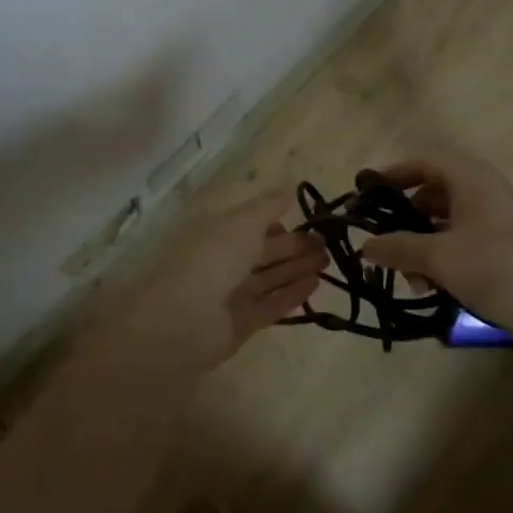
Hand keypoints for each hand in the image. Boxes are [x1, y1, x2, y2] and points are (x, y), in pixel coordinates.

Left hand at [100, 189, 326, 375]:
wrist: (184, 320)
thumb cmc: (212, 258)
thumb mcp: (243, 222)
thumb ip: (268, 206)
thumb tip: (290, 188)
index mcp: (218, 233)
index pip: (251, 225)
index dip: (278, 222)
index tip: (308, 220)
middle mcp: (223, 262)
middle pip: (263, 252)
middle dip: (294, 246)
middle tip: (328, 242)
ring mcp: (231, 294)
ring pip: (269, 278)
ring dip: (297, 268)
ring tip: (328, 261)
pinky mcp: (241, 324)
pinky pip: (270, 304)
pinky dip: (292, 294)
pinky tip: (315, 283)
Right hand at [359, 153, 512, 336]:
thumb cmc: (501, 267)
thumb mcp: (441, 256)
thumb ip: (399, 248)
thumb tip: (366, 245)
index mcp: (469, 178)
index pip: (422, 161)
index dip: (392, 174)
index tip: (364, 197)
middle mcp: (483, 193)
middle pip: (433, 194)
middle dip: (405, 219)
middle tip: (381, 244)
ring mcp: (497, 225)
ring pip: (447, 225)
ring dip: (423, 247)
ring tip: (408, 278)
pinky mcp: (507, 254)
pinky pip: (464, 248)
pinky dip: (444, 262)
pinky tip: (433, 290)